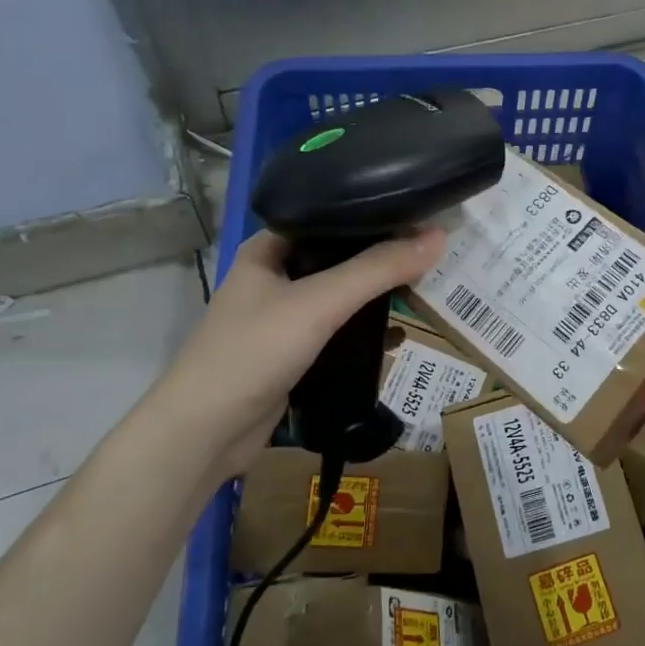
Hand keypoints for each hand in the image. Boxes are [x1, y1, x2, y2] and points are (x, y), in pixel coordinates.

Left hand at [144, 228, 446, 474]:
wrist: (206, 433)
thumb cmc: (255, 351)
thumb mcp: (320, 302)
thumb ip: (378, 269)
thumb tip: (438, 237)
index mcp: (269, 249)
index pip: (328, 215)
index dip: (372, 213)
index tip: (419, 212)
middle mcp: (274, 276)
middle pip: (339, 257)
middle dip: (382, 260)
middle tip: (432, 256)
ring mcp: (282, 317)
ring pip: (340, 297)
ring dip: (376, 298)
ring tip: (424, 290)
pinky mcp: (292, 353)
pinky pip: (337, 332)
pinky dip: (364, 332)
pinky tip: (395, 336)